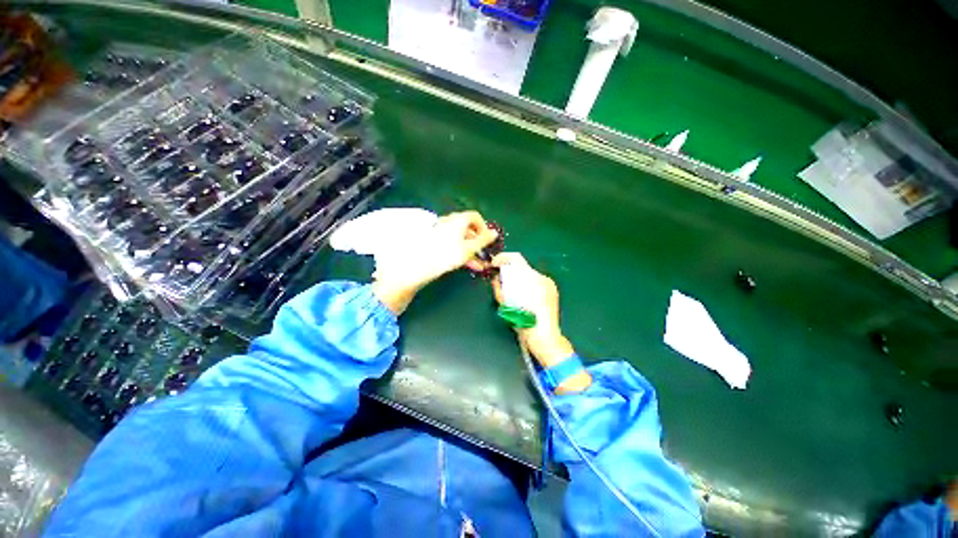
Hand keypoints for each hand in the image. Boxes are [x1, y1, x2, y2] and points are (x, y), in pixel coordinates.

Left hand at [373, 211, 497, 314]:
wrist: (419, 266)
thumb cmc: (447, 254)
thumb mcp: (469, 249)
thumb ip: (483, 240)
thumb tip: (494, 233)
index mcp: (458, 220)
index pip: (475, 217)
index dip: (484, 227)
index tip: (488, 240)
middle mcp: (449, 222)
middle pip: (467, 228)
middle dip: (478, 241)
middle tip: (484, 253)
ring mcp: (440, 232)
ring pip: (460, 239)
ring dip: (470, 250)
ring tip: (478, 263)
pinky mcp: (435, 242)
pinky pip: (452, 244)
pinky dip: (460, 252)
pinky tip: (467, 264)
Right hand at [491, 253, 590, 392]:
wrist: (545, 337)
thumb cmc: (523, 321)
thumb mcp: (506, 304)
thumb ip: (499, 288)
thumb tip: (496, 279)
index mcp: (531, 278)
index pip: (515, 258)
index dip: (502, 258)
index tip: (494, 264)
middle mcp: (542, 277)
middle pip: (522, 267)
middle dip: (510, 271)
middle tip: (501, 281)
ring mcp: (549, 283)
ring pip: (529, 274)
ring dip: (519, 279)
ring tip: (514, 291)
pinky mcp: (553, 290)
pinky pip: (537, 282)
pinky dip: (528, 285)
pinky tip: (525, 297)